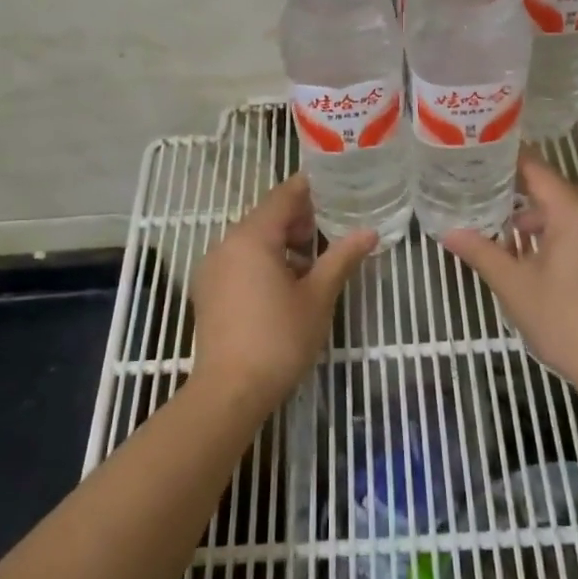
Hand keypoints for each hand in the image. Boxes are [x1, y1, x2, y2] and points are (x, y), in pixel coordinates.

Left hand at [190, 174, 374, 407]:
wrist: (230, 391)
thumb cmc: (279, 339)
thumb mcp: (318, 297)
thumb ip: (341, 258)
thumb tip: (369, 232)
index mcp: (252, 237)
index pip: (283, 196)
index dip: (310, 189)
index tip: (336, 187)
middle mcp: (225, 244)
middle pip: (266, 217)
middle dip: (299, 220)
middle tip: (331, 231)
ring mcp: (212, 268)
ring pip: (252, 240)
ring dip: (282, 243)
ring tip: (313, 264)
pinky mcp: (208, 291)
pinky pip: (239, 261)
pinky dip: (263, 261)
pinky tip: (285, 286)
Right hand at [442, 150, 577, 387]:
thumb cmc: (563, 321)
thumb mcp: (514, 286)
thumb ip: (481, 252)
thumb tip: (448, 233)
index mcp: (576, 211)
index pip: (538, 171)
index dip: (510, 163)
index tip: (486, 160)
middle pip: (561, 194)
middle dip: (530, 204)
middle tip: (497, 215)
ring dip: (554, 224)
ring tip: (523, 248)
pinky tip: (558, 266)